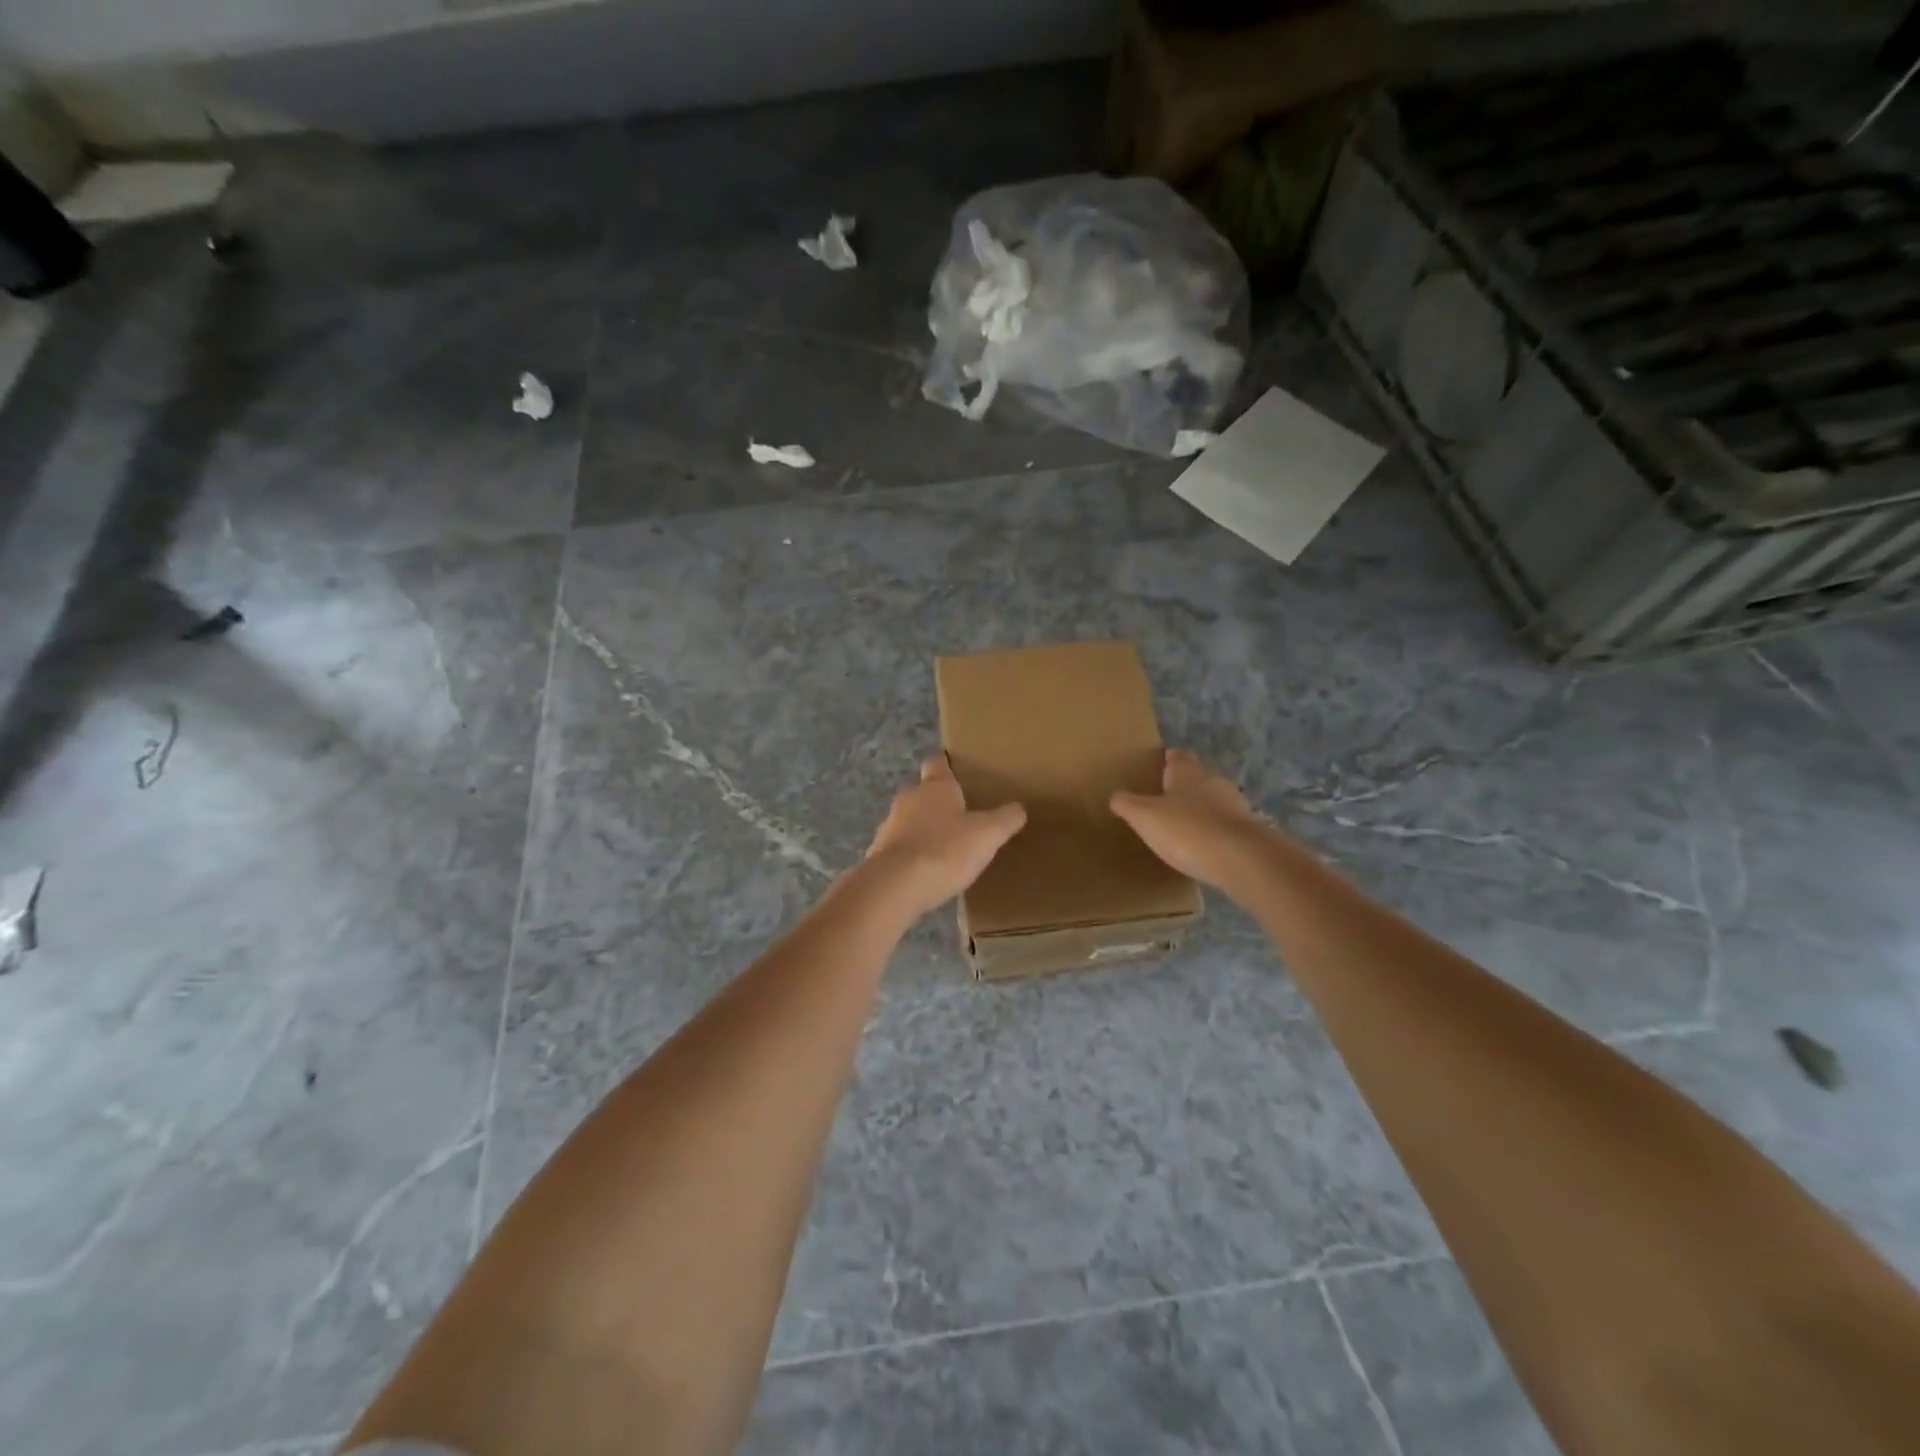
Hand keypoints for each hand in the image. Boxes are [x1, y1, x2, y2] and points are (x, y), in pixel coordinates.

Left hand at [862, 755, 1026, 919]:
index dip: (947, 762)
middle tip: (960, 813)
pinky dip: (913, 853)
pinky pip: (900, 847)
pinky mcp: (879, 853)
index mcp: (935, 786)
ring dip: (924, 828)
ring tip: (946, 845)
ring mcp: (889, 826)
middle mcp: (908, 799)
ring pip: (909, 820)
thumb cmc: (945, 850)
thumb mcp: (987, 835)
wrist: (896, 886)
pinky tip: (927, 870)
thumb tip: (1018, 808)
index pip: (938, 762)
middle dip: (938, 800)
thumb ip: (1005, 819)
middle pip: (923, 791)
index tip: (956, 766)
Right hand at [1111, 749, 1270, 889]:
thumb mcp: (1144, 817)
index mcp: (1187, 772)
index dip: (1168, 760)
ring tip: (1184, 827)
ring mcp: (1236, 804)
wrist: (1242, 859)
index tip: (1158, 766)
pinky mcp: (1250, 829)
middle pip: (1198, 777)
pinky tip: (1205, 847)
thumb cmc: (1187, 830)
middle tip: (1165, 801)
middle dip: (1184, 787)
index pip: (1178, 756)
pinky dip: (1215, 831)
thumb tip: (1116, 795)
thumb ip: (1127, 804)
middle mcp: (1214, 781)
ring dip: (1201, 810)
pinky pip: (1226, 825)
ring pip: (1214, 801)